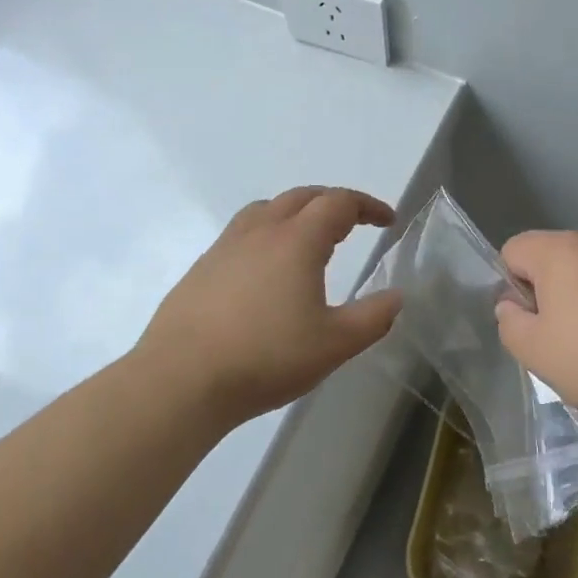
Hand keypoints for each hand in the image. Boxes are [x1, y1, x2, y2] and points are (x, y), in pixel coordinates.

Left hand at [139, 187, 401, 425]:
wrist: (180, 381)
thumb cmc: (266, 358)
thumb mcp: (335, 344)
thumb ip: (373, 317)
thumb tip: (396, 296)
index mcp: (297, 240)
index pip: (339, 203)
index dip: (368, 206)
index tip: (388, 221)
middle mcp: (260, 231)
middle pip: (302, 196)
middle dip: (334, 203)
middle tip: (353, 223)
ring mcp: (225, 247)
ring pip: (266, 209)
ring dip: (295, 212)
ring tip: (308, 238)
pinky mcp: (201, 269)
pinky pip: (242, 234)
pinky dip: (266, 234)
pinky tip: (266, 271)